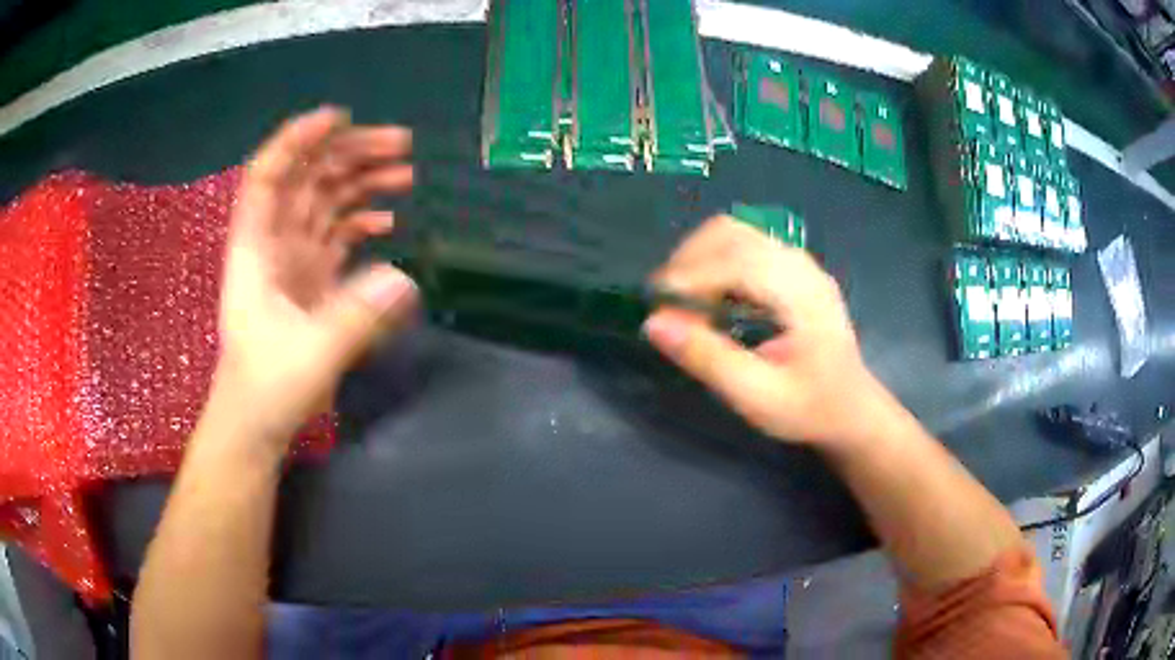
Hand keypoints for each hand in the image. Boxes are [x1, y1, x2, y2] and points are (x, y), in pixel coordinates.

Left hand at [210, 107, 418, 448]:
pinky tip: (389, 219)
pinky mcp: (310, 280)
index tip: (340, 117)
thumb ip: (355, 317)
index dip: (298, 140)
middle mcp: (273, 242)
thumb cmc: (267, 387)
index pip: (268, 174)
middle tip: (402, 144)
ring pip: (325, 202)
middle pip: (307, 179)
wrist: (256, 423)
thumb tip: (404, 278)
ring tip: (406, 172)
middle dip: (350, 153)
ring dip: (362, 181)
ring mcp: (293, 260)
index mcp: (257, 246)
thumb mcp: (310, 354)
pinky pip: (336, 234)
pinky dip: (361, 220)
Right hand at [643, 216, 894, 449]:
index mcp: (802, 294)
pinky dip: (713, 260)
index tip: (656, 304)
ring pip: (735, 233)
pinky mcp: (791, 269)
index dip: (691, 275)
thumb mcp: (757, 396)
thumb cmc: (809, 408)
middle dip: (689, 260)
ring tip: (680, 297)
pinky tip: (706, 294)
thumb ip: (708, 359)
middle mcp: (800, 266)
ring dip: (698, 256)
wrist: (851, 410)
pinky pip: (743, 245)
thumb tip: (654, 324)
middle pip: (733, 234)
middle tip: (664, 302)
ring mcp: (798, 263)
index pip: (738, 260)